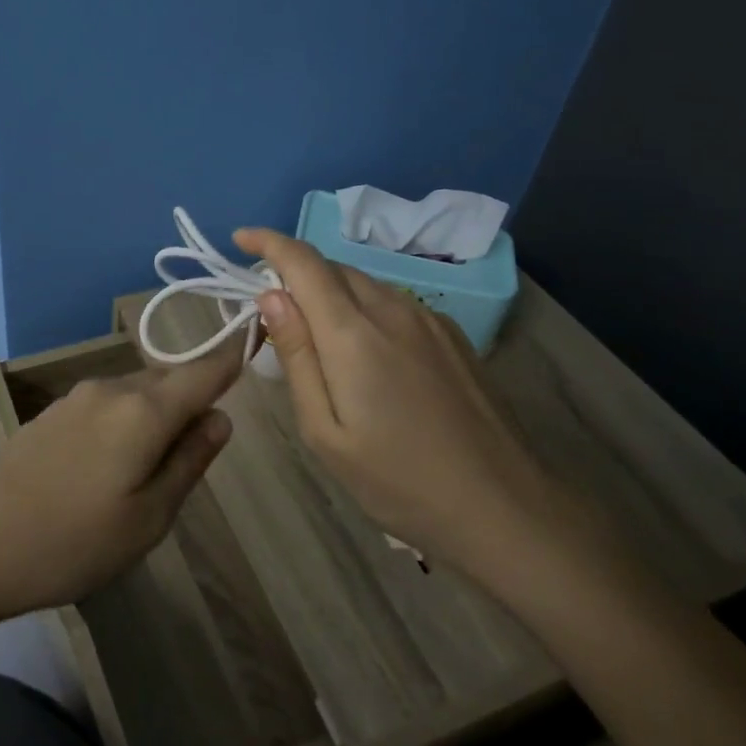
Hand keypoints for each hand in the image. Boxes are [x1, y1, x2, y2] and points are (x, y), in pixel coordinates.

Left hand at [0, 342, 242, 624]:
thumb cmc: (71, 543)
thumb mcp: (148, 518)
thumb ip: (189, 461)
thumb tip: (220, 418)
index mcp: (143, 410)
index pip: (203, 371)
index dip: (233, 355)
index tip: (256, 339)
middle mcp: (111, 389)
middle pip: (168, 381)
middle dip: (192, 400)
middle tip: (201, 448)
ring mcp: (75, 398)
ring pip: (136, 393)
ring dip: (157, 415)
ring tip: (155, 468)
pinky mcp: (50, 414)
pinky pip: (107, 406)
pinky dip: (126, 422)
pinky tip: (112, 466)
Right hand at [234, 227, 602, 595]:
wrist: (504, 507)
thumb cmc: (399, 481)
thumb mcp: (325, 432)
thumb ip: (297, 357)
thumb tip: (270, 297)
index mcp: (353, 333)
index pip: (303, 262)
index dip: (268, 242)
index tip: (241, 238)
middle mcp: (391, 309)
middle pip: (332, 268)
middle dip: (295, 272)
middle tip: (271, 311)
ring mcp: (428, 319)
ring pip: (364, 282)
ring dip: (329, 291)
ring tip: (315, 334)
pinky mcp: (451, 335)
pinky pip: (392, 301)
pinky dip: (362, 306)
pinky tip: (364, 350)